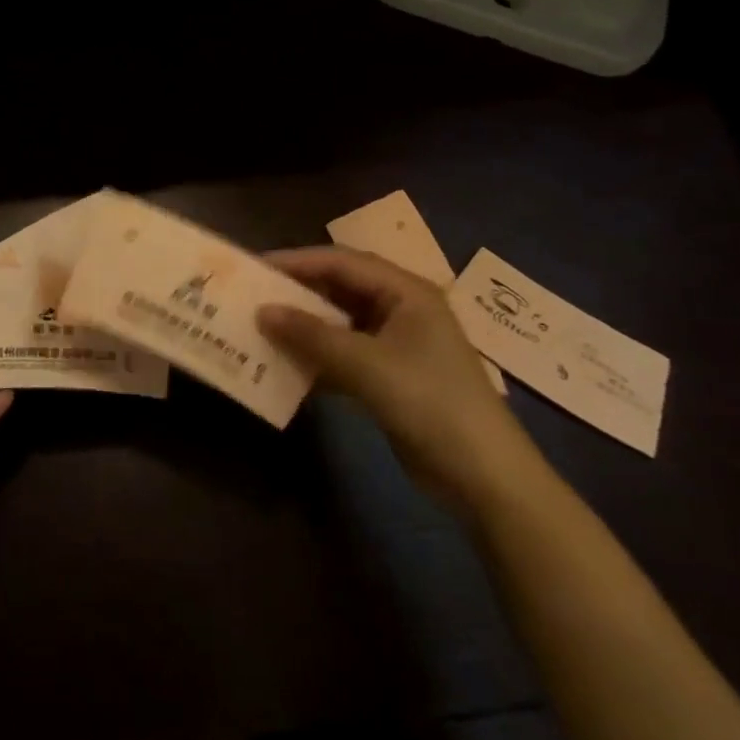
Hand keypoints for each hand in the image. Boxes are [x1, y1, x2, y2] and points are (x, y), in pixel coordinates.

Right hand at [258, 247, 540, 514]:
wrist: (486, 479)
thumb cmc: (431, 404)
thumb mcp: (368, 365)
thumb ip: (312, 336)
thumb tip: (262, 311)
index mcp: (406, 292)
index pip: (341, 262)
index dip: (297, 261)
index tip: (256, 267)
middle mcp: (401, 309)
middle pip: (340, 289)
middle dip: (298, 292)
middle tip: (254, 296)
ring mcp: (398, 344)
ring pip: (340, 323)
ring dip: (305, 327)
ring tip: (263, 327)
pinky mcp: (391, 376)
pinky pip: (346, 354)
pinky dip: (319, 357)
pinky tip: (289, 366)